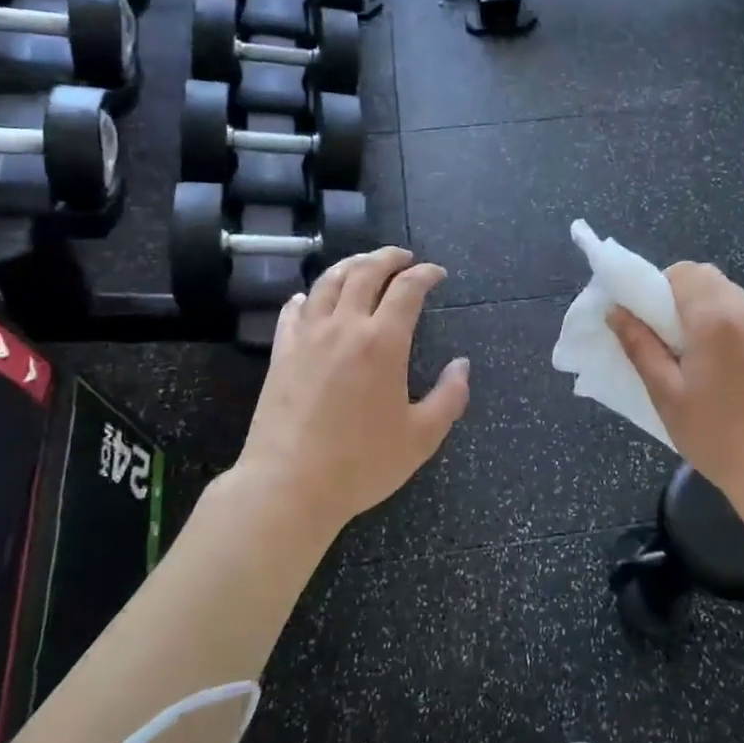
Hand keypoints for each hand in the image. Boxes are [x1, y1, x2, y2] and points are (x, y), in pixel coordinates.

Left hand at [233, 247, 468, 533]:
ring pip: (328, 282)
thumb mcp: (422, 437)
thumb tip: (462, 366)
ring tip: (364, 264)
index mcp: (382, 342)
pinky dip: (309, 295)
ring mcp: (307, 337)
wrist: (289, 485)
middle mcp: (344, 327)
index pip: (407, 289)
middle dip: (388, 257)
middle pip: (365, 272)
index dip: (426, 274)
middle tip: (404, 257)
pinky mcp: (281, 353)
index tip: (437, 274)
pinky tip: (312, 298)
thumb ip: (450, 397)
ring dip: (351, 265)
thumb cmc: (362, 463)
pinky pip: (294, 310)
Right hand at [608, 263, 743, 504]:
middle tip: (667, 335)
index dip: (660, 286)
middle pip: (709, 278)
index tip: (649, 318)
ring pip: (731, 295)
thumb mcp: (666, 394)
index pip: (684, 272)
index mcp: (714, 320)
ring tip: (696, 352)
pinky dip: (730, 326)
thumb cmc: (714, 435)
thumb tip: (616, 312)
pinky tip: (725, 367)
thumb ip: (640, 346)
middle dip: (682, 294)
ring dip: (707, 308)